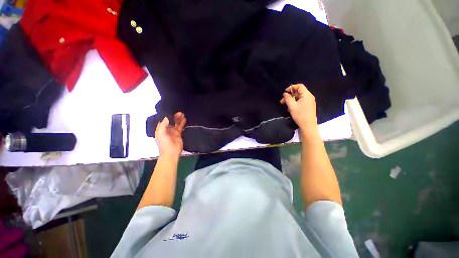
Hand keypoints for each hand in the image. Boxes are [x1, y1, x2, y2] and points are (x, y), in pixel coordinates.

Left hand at [155, 112, 185, 158]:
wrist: (171, 153)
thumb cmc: (164, 144)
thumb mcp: (160, 133)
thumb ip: (163, 125)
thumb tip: (166, 117)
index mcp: (160, 130)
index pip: (163, 121)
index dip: (167, 116)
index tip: (171, 111)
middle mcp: (166, 130)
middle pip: (170, 121)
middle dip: (174, 117)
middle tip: (179, 113)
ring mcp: (173, 132)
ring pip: (176, 124)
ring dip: (178, 119)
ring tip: (182, 114)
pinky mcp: (179, 134)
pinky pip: (180, 127)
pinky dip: (182, 123)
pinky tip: (184, 119)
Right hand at [280, 84, 317, 131]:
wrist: (308, 125)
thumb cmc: (300, 115)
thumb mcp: (292, 106)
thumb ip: (288, 98)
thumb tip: (285, 93)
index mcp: (306, 95)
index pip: (299, 86)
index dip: (291, 87)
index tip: (285, 92)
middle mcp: (309, 96)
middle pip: (299, 92)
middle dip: (290, 95)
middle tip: (282, 101)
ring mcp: (309, 101)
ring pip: (299, 97)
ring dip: (291, 99)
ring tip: (285, 105)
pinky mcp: (308, 106)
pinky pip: (301, 101)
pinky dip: (295, 102)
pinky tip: (290, 108)